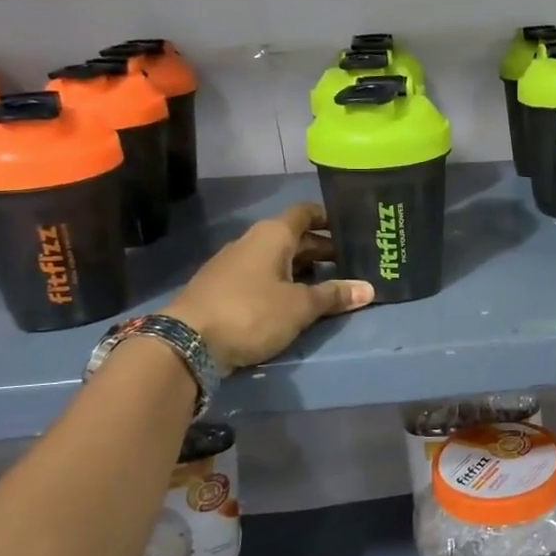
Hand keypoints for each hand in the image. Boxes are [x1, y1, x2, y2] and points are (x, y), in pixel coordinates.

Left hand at [165, 202, 372, 370]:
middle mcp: (252, 242)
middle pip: (294, 237)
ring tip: (329, 284)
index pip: (306, 213)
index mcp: (273, 235)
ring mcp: (234, 265)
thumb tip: (368, 289)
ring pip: (277, 259)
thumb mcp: (300, 306)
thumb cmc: (251, 312)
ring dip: (303, 268)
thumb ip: (333, 295)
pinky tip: (295, 302)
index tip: (351, 228)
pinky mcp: (223, 289)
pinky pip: (263, 277)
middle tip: (351, 263)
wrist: (187, 343)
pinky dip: (283, 283)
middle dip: (322, 249)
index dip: (328, 217)